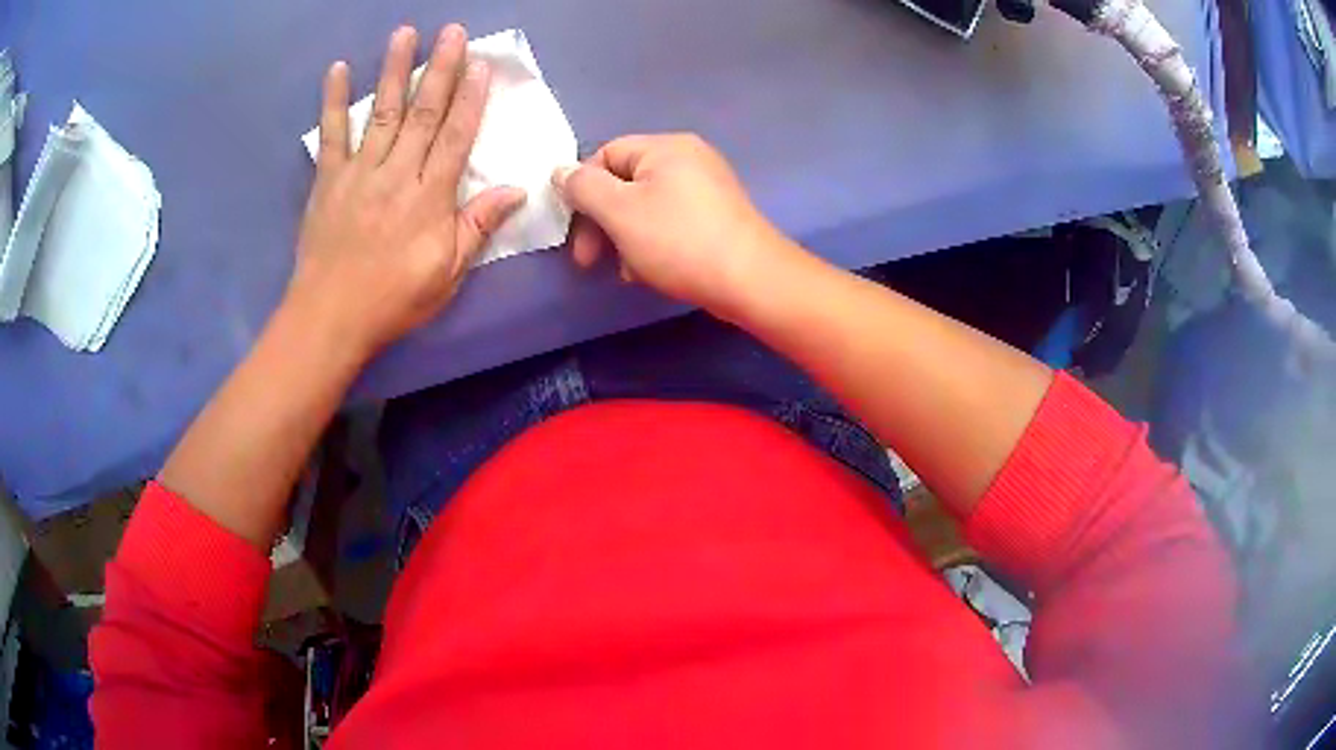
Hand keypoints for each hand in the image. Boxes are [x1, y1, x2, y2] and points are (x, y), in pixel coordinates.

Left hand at [287, 25, 524, 357]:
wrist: (331, 317)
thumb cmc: (394, 299)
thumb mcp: (448, 273)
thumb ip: (478, 226)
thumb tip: (517, 190)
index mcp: (431, 196)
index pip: (457, 135)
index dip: (472, 97)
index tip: (481, 64)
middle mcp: (398, 172)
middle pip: (424, 112)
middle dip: (440, 68)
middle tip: (451, 31)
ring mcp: (360, 172)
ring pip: (382, 111)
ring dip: (394, 69)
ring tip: (405, 33)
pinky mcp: (328, 179)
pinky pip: (331, 134)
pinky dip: (334, 101)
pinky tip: (338, 69)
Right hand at [553, 133, 789, 316]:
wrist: (751, 280)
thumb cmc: (678, 241)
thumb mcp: (619, 211)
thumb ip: (583, 187)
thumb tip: (560, 171)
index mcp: (665, 146)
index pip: (605, 155)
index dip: (582, 190)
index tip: (574, 231)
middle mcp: (688, 158)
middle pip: (625, 182)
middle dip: (602, 221)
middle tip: (590, 260)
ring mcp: (707, 187)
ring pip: (645, 206)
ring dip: (624, 238)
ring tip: (626, 271)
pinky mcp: (717, 215)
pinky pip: (670, 221)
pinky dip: (652, 243)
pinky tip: (648, 272)